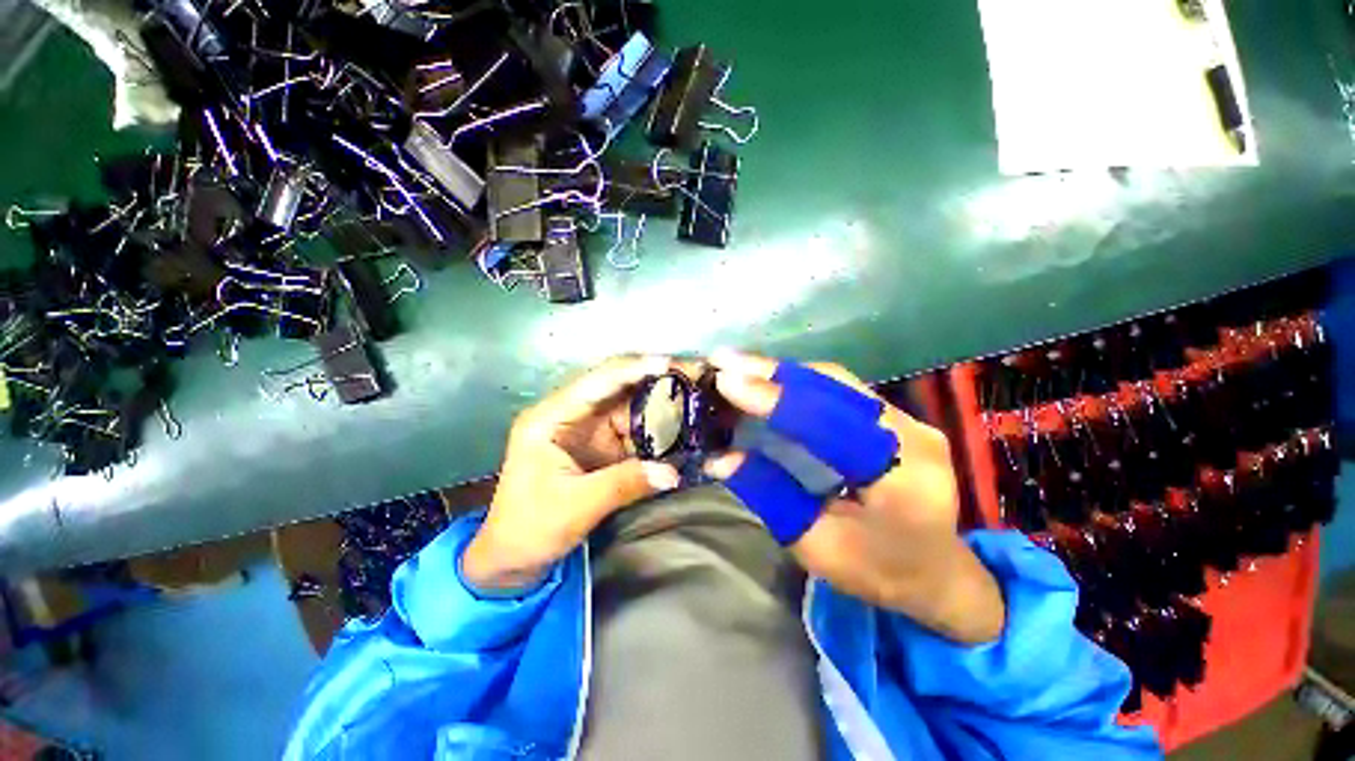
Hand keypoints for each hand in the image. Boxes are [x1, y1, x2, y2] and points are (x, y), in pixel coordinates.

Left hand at [463, 356, 681, 591]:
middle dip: (659, 381)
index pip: (597, 382)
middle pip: (621, 388)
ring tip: (701, 397)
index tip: (670, 364)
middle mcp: (574, 415)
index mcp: (551, 418)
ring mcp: (592, 431)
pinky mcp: (606, 448)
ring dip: (667, 405)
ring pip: (635, 408)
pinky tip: (689, 429)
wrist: (513, 559)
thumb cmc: (529, 529)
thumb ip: (623, 485)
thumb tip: (674, 472)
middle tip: (696, 376)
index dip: (634, 369)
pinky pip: (639, 433)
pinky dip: (664, 432)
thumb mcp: (574, 507)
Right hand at [705, 351, 1004, 643]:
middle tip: (723, 360)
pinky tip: (768, 380)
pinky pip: (839, 389)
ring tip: (738, 365)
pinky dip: (798, 383)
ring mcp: (907, 419)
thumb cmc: (879, 572)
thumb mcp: (817, 546)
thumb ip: (770, 496)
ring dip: (782, 373)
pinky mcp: (894, 416)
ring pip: (835, 381)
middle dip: (772, 372)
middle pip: (833, 387)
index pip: (830, 423)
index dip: (776, 400)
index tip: (726, 381)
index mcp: (901, 476)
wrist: (938, 574)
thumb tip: (721, 459)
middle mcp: (911, 434)